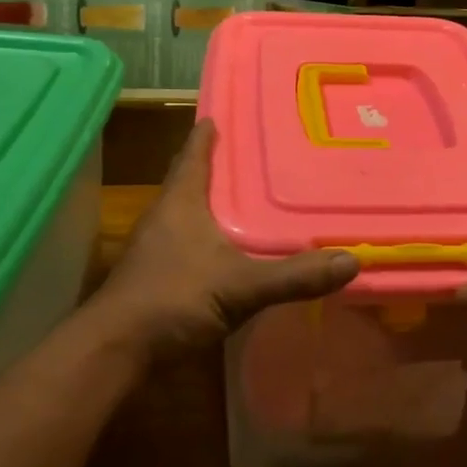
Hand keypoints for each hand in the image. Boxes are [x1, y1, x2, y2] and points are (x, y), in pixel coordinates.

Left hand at [95, 120, 357, 351]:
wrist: (115, 351)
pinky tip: (230, 250)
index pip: (193, 155)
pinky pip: (188, 243)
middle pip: (189, 180)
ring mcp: (155, 249)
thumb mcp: (240, 286)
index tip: (220, 114)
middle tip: (251, 155)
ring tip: (248, 200)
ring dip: (212, 204)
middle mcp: (165, 217)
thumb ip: (294, 276)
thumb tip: (351, 260)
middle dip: (215, 167)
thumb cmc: (172, 299)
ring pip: (188, 213)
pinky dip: (210, 237)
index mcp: (180, 203)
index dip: (206, 134)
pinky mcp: (155, 277)